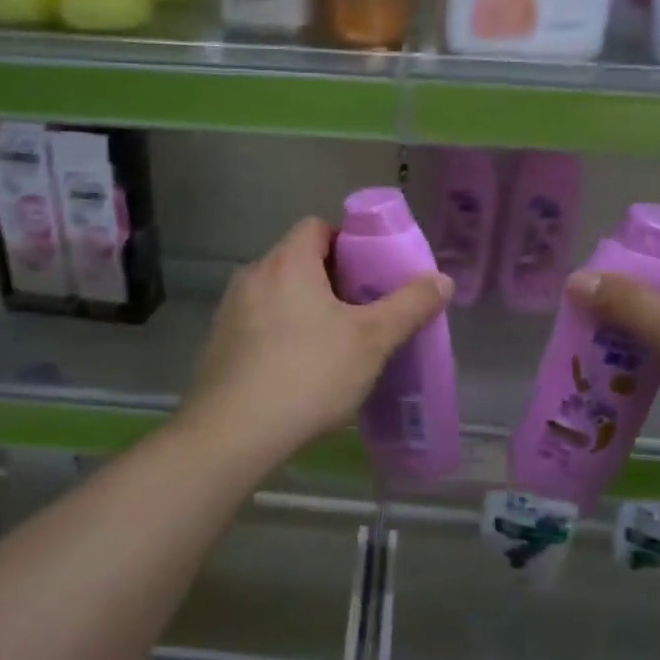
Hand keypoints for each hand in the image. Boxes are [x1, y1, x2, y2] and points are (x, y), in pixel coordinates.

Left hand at [185, 217, 451, 460]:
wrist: (234, 433)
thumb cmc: (309, 374)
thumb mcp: (372, 340)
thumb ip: (409, 306)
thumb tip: (442, 279)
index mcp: (287, 262)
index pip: (317, 227)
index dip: (347, 242)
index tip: (370, 274)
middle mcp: (252, 276)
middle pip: (296, 261)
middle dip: (330, 280)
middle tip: (361, 312)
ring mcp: (229, 311)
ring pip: (276, 296)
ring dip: (303, 309)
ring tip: (333, 344)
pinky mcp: (218, 346)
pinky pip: (257, 326)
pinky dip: (280, 336)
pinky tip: (298, 372)